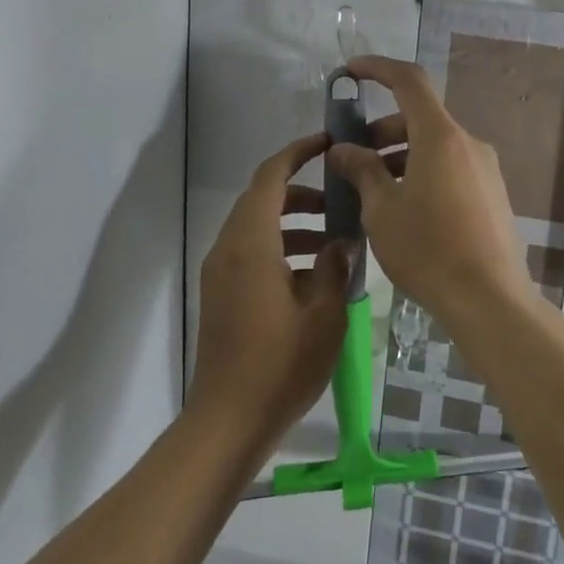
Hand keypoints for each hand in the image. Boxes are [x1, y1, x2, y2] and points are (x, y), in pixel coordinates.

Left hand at [189, 132, 349, 457]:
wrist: (228, 420)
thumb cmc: (280, 364)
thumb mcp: (324, 314)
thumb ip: (335, 266)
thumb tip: (342, 239)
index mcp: (251, 243)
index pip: (270, 177)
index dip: (297, 153)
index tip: (327, 143)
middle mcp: (228, 248)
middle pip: (261, 198)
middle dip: (301, 191)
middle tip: (340, 199)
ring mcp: (220, 272)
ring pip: (256, 226)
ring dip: (292, 222)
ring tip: (334, 238)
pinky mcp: (221, 294)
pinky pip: (250, 252)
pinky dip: (279, 246)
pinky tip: (313, 274)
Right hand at [326, 56, 530, 324]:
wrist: (489, 299)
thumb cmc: (428, 249)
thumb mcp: (382, 209)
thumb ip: (362, 170)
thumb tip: (344, 150)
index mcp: (440, 137)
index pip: (409, 81)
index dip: (377, 68)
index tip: (350, 72)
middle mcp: (468, 143)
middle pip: (419, 119)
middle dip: (380, 131)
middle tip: (350, 159)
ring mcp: (485, 169)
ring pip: (434, 147)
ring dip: (399, 156)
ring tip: (371, 191)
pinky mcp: (492, 194)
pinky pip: (450, 169)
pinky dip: (422, 173)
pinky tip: (404, 209)